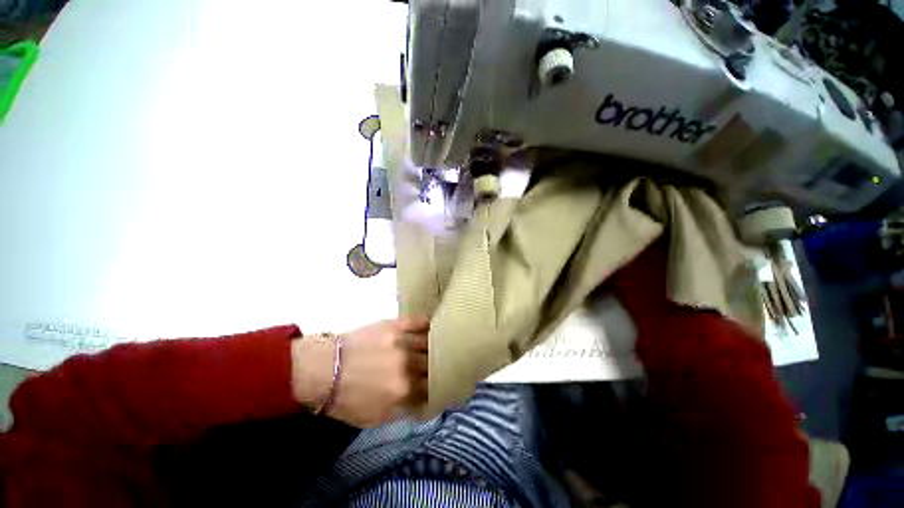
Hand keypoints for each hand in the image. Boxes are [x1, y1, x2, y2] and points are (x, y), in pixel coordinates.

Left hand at [291, 318, 428, 427]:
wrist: (324, 369)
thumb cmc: (346, 397)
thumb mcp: (374, 418)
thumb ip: (403, 410)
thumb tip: (423, 402)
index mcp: (404, 390)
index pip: (432, 389)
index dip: (438, 388)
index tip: (440, 386)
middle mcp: (408, 364)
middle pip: (435, 365)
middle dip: (439, 368)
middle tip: (440, 367)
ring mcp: (403, 341)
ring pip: (431, 343)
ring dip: (437, 346)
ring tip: (441, 346)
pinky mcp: (396, 325)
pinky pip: (420, 321)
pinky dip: (429, 325)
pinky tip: (434, 327)